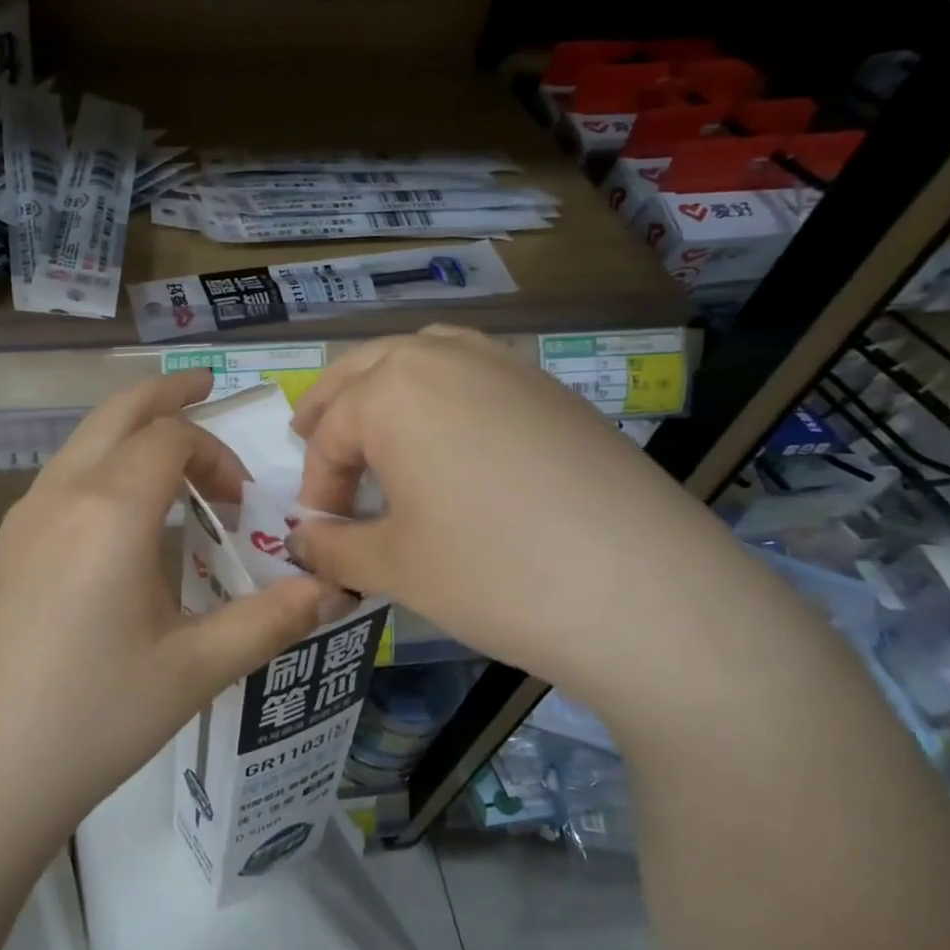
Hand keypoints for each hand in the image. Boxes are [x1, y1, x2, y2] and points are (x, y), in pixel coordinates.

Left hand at [0, 371, 344, 830]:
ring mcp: (19, 518)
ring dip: (129, 432)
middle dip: (167, 395)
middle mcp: (60, 494)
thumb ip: (268, 620)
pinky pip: (58, 479)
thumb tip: (331, 589)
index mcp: (111, 509)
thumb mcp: (194, 670)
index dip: (218, 453)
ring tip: (168, 455)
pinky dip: (99, 467)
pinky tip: (116, 522)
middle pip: (117, 411)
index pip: (172, 437)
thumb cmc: (94, 719)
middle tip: (206, 389)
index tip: (241, 505)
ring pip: (82, 441)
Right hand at [286, 326, 758, 721]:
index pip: (330, 435)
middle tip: (307, 440)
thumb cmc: (493, 573)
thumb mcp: (392, 566)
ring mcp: (506, 365)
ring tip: (374, 428)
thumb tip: (302, 540)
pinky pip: (473, 373)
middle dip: (331, 408)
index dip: (316, 488)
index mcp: (392, 389)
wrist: (646, 593)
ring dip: (384, 388)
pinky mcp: (551, 389)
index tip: (320, 534)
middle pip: (364, 370)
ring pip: (421, 357)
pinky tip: (449, 439)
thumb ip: (332, 546)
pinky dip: (440, 392)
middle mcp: (444, 356)